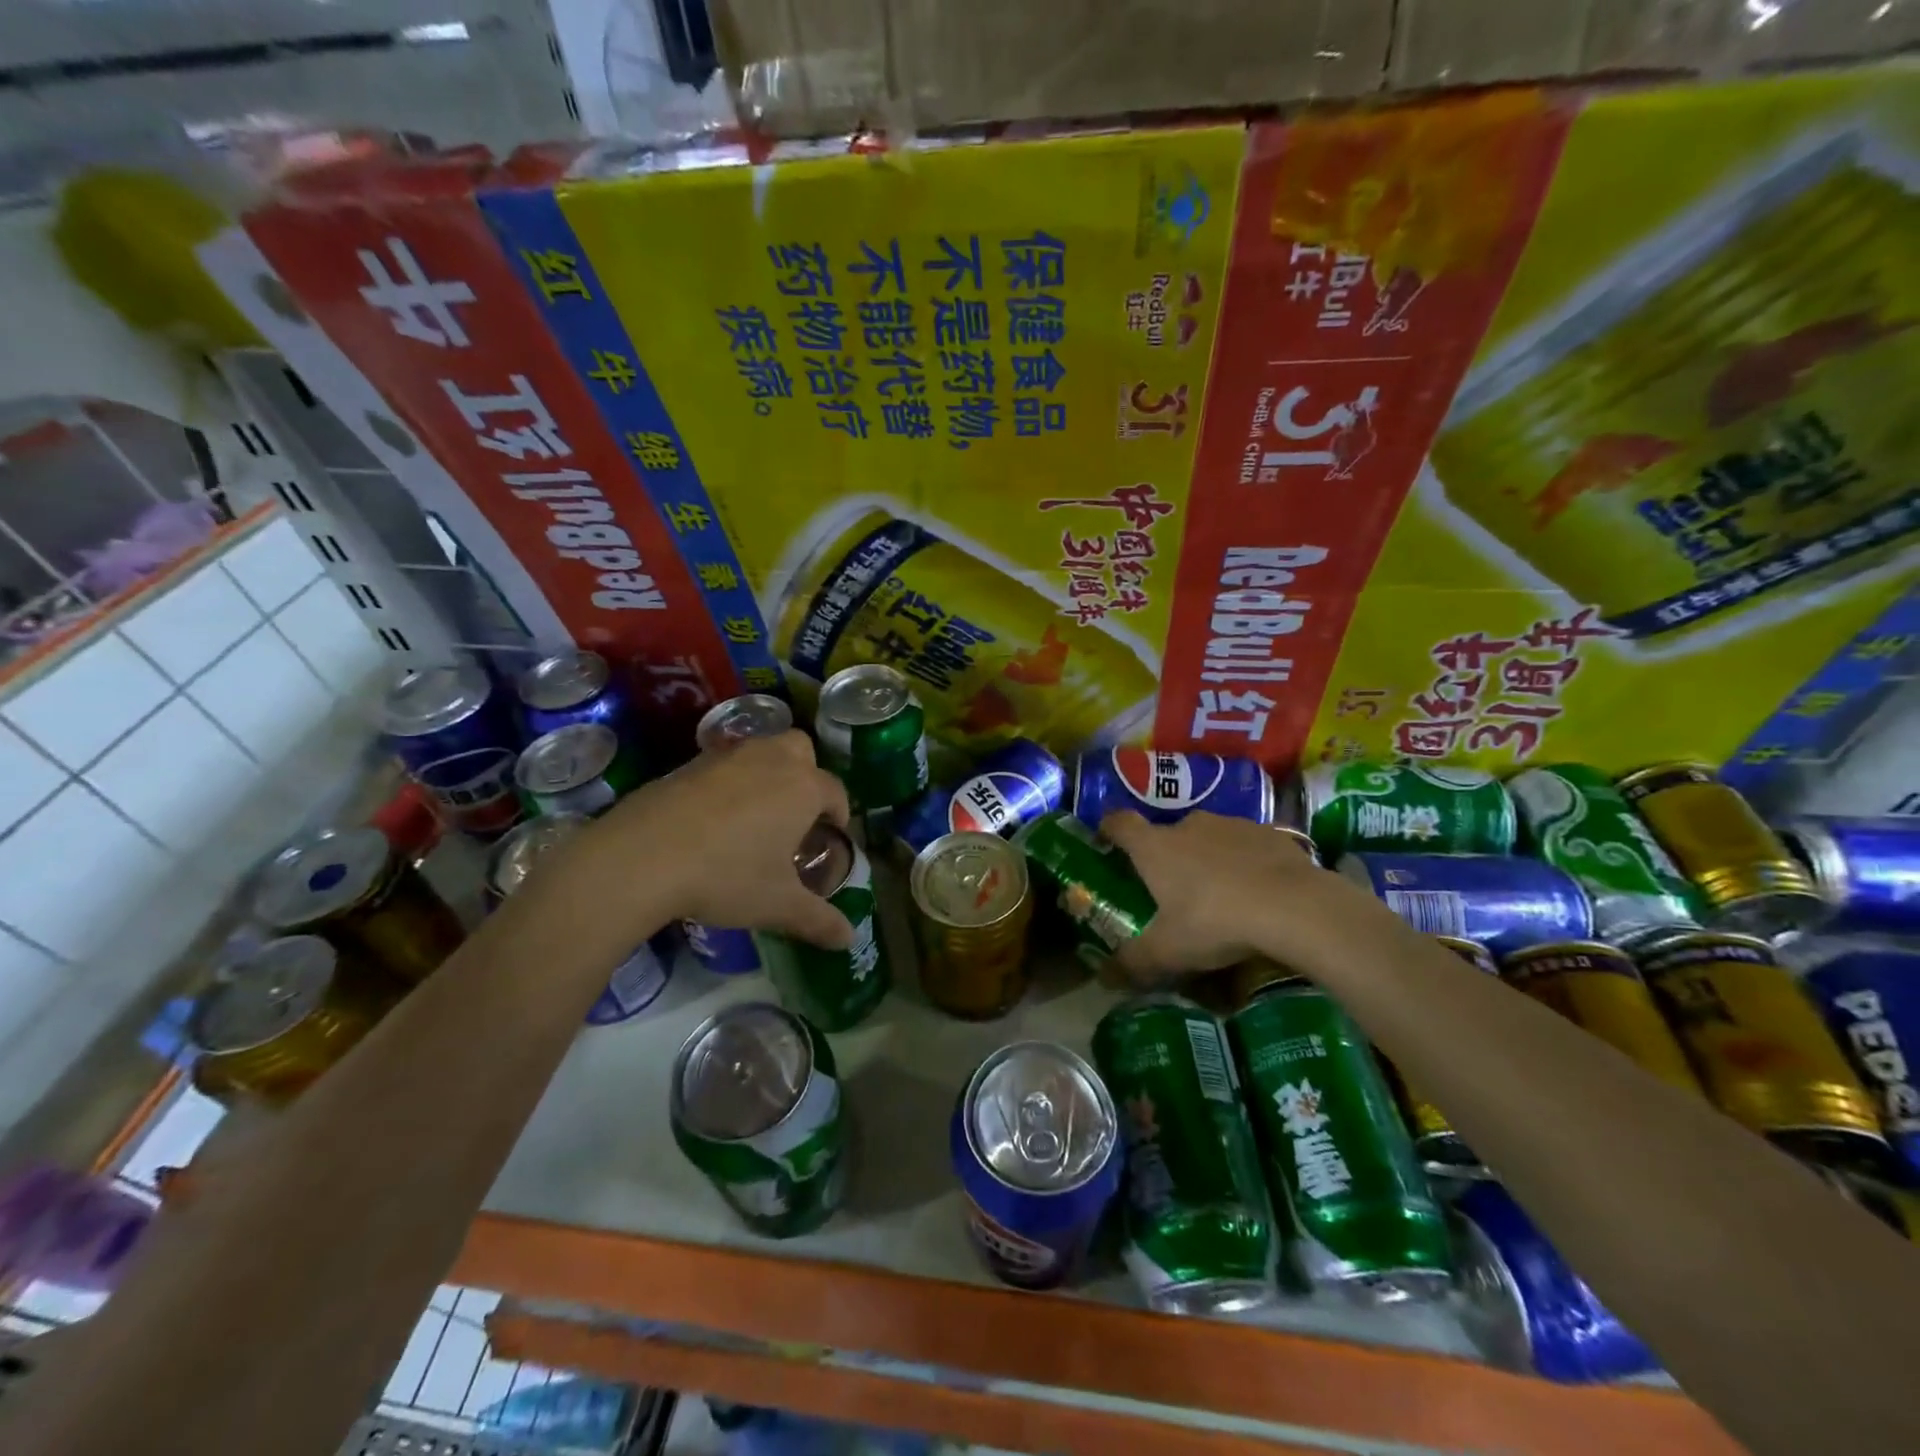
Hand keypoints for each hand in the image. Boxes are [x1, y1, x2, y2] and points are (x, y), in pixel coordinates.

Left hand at [581, 731, 853, 948]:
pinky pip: (722, 765)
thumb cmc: (726, 876)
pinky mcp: (687, 764)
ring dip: (767, 774)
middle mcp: (770, 760)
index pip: (836, 792)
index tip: (829, 839)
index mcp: (803, 787)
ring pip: (760, 751)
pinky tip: (712, 820)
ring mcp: (726, 757)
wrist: (641, 857)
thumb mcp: (778, 905)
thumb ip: (819, 920)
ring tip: (755, 817)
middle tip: (795, 815)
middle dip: (806, 776)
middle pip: (800, 750)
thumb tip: (848, 940)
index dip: (838, 816)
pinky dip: (728, 784)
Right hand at [1099, 810, 1331, 979]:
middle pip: (1166, 834)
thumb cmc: (1215, 921)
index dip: (1109, 830)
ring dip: (1207, 858)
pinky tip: (1258, 892)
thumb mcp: (1168, 952)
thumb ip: (1133, 963)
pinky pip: (1246, 845)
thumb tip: (1104, 979)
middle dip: (1166, 857)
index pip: (1119, 823)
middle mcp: (1188, 825)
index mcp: (1154, 847)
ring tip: (1219, 895)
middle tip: (1171, 891)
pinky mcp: (1269, 832)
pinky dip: (1244, 862)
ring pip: (1208, 838)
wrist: (1294, 906)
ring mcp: (1231, 824)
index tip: (1107, 844)